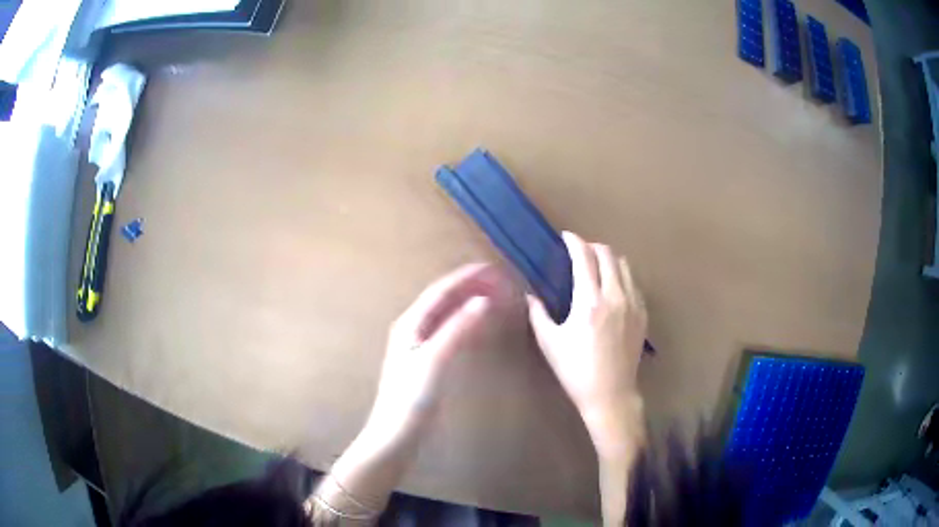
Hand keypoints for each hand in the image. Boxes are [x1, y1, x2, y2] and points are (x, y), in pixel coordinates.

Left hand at [366, 263, 504, 445]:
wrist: (396, 435)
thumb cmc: (411, 398)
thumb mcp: (434, 360)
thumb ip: (457, 329)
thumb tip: (483, 301)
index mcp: (411, 324)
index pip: (441, 291)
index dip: (466, 278)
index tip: (493, 269)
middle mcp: (414, 329)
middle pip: (445, 300)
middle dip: (471, 288)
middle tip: (500, 284)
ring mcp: (421, 346)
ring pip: (449, 316)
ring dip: (471, 304)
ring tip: (496, 299)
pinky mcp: (429, 363)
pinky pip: (452, 334)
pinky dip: (469, 325)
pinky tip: (481, 328)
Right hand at [527, 232, 646, 453]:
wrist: (611, 395)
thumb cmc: (576, 371)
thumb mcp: (550, 343)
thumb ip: (538, 314)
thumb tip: (530, 295)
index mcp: (589, 302)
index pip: (585, 258)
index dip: (575, 242)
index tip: (566, 237)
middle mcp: (615, 296)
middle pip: (608, 255)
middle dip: (592, 246)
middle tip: (579, 252)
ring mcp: (633, 304)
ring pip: (624, 266)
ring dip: (609, 259)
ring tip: (596, 266)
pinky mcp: (643, 315)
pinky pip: (634, 284)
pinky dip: (622, 276)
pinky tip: (613, 288)